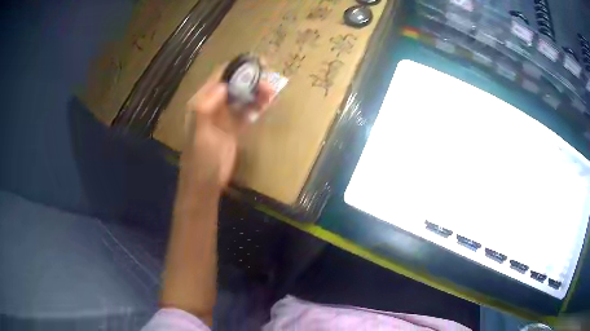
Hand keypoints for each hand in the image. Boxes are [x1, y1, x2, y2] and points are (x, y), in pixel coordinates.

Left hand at [182, 68, 274, 187]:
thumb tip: (223, 85)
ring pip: (242, 97)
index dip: (237, 67)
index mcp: (202, 102)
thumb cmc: (200, 159)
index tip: (257, 62)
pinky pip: (247, 112)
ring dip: (256, 92)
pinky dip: (257, 106)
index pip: (219, 77)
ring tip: (272, 91)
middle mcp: (213, 105)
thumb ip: (206, 107)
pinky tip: (268, 102)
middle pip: (234, 84)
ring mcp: (225, 116)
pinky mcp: (235, 128)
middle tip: (270, 78)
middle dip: (251, 79)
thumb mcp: (199, 133)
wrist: (206, 183)